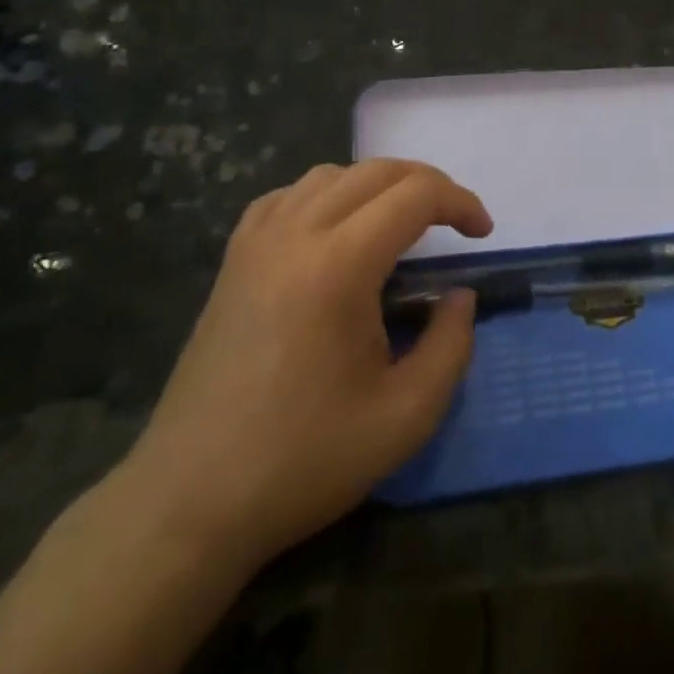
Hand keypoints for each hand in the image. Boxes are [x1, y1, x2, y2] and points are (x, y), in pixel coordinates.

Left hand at [124, 160, 491, 566]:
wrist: (191, 501)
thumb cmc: (304, 460)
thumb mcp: (407, 416)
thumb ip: (451, 345)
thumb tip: (459, 296)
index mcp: (339, 264)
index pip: (415, 195)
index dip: (460, 202)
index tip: (482, 235)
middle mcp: (295, 233)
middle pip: (376, 171)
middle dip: (428, 185)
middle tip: (455, 223)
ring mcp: (256, 242)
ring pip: (330, 175)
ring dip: (378, 186)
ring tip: (400, 226)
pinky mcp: (233, 261)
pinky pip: (287, 197)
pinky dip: (326, 196)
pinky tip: (335, 233)